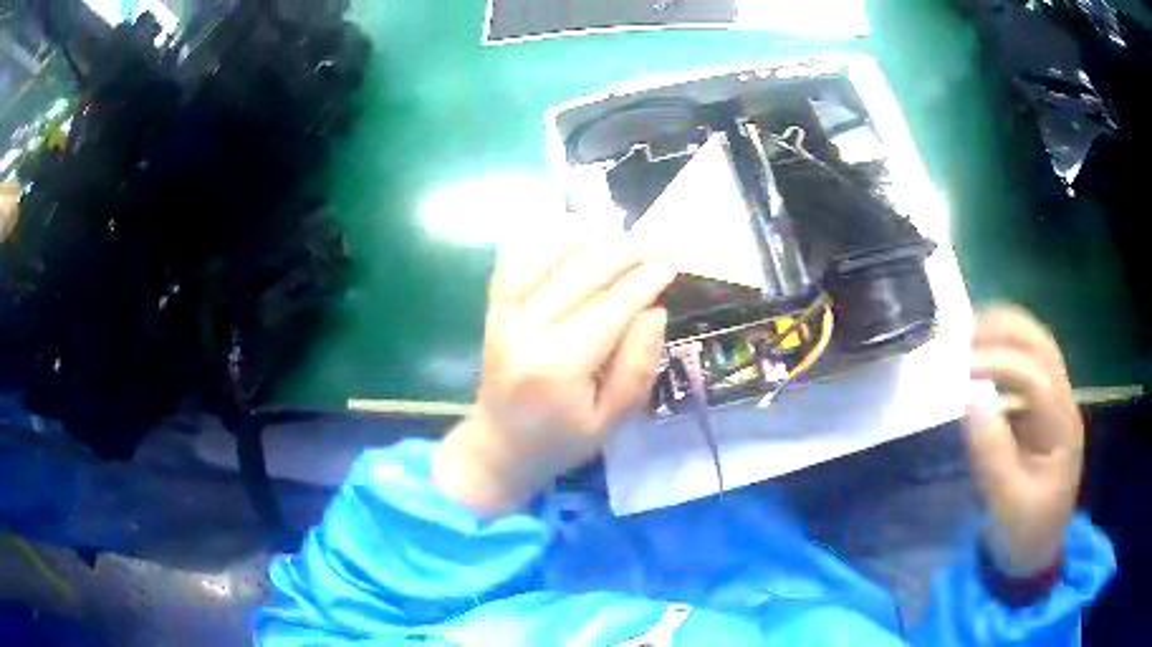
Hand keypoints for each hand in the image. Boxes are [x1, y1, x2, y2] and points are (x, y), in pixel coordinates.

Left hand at [433, 227, 675, 517]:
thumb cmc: (561, 440)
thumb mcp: (611, 421)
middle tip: (655, 242)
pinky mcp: (493, 311)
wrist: (499, 446)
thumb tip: (654, 311)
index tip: (670, 265)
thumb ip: (636, 367)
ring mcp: (504, 317)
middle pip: (580, 275)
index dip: (644, 282)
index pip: (610, 308)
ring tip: (617, 226)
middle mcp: (526, 332)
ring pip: (543, 259)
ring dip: (581, 236)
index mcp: (559, 366)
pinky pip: (512, 262)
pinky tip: (566, 227)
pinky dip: (538, 240)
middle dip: (623, 253)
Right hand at [965, 305, 1082, 577]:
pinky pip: (1024, 368)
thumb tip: (968, 397)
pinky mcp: (1039, 413)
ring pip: (1035, 347)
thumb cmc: (1025, 534)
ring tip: (966, 339)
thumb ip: (992, 453)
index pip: (1037, 376)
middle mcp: (1063, 404)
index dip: (1000, 364)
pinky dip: (1000, 353)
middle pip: (1041, 345)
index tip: (961, 370)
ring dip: (1002, 335)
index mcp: (1062, 428)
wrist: (1037, 556)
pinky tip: (978, 361)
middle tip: (962, 336)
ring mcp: (1053, 405)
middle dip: (1003, 331)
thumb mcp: (1007, 504)